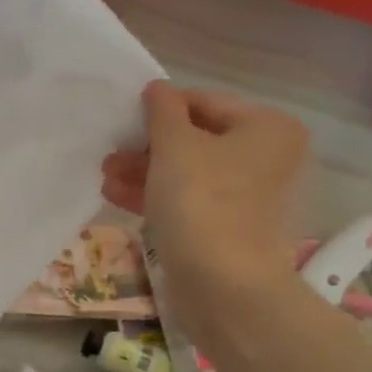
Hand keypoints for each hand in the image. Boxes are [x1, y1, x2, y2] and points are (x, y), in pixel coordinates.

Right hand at [102, 81, 307, 338]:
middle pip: (194, 139)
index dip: (159, 109)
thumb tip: (156, 88)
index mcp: (265, 126)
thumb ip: (162, 112)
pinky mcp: (223, 225)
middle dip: (147, 146)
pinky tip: (117, 195)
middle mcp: (262, 156)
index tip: (122, 121)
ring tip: (106, 176)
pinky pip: (185, 199)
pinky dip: (154, 194)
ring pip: (185, 172)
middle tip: (109, 154)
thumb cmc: (201, 201)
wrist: (221, 282)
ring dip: (144, 171)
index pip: (203, 102)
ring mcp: (244, 194)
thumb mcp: (174, 146)